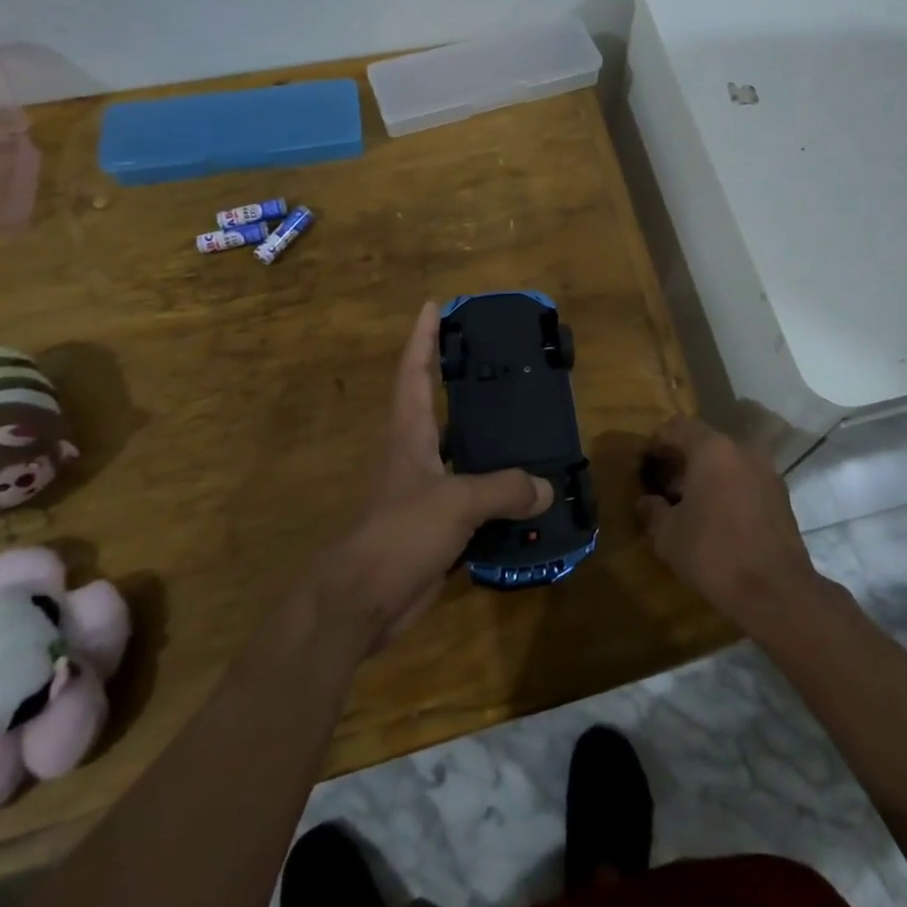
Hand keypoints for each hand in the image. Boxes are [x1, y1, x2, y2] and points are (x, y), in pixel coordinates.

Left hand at [316, 303, 550, 648]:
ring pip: (457, 451)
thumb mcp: (456, 502)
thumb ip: (503, 489)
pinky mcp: (431, 524)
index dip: (423, 337)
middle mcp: (412, 453)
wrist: (361, 601)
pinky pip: (469, 495)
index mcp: (409, 433)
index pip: (414, 372)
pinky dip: (493, 489)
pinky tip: (522, 492)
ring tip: (523, 420)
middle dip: (457, 378)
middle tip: (496, 359)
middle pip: (434, 404)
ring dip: (482, 436)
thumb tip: (545, 487)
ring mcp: (420, 489)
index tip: (433, 305)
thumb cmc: (400, 533)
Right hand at [637, 416, 819, 627]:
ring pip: (728, 462)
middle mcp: (743, 450)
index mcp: (712, 449)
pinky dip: (728, 489)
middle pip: (704, 443)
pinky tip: (717, 519)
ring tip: (690, 506)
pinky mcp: (782, 496)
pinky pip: (745, 480)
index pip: (677, 427)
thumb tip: (646, 501)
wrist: (776, 592)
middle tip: (663, 489)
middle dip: (681, 462)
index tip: (645, 464)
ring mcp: (767, 472)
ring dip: (706, 476)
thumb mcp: (668, 535)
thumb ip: (653, 511)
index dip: (657, 442)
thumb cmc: (714, 553)